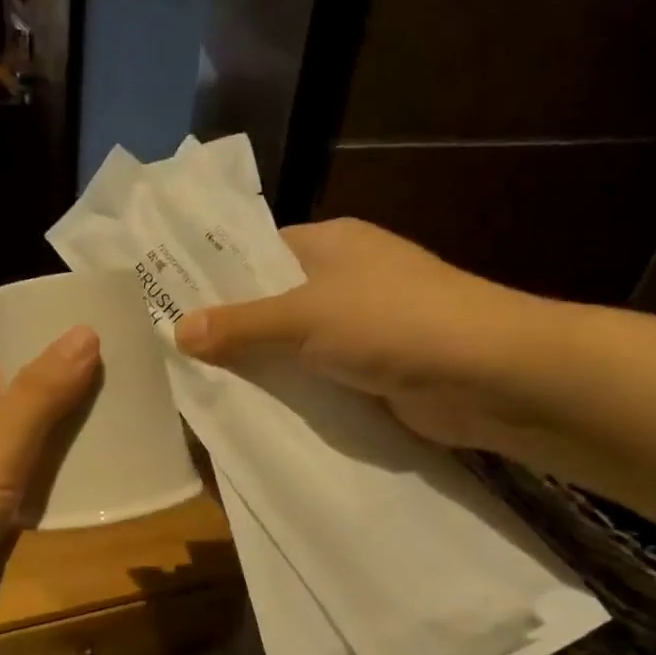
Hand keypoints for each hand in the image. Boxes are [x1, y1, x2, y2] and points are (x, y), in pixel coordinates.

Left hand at [0, 327, 101, 654]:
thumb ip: (41, 395)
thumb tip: (86, 331)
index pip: (7, 373)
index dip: (53, 363)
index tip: (110, 357)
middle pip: (23, 415)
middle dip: (71, 408)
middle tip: (134, 397)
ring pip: (32, 459)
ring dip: (71, 451)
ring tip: (131, 434)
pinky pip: (32, 498)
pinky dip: (62, 491)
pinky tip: (104, 486)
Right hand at [174, 218, 563, 448]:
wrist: (485, 373)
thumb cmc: (391, 321)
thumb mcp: (303, 317)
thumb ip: (240, 325)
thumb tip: (177, 330)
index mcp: (329, 242)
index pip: (257, 251)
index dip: (216, 277)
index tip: (170, 306)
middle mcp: (345, 278)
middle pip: (273, 301)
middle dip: (232, 330)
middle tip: (175, 356)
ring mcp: (363, 326)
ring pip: (295, 345)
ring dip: (262, 366)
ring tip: (200, 388)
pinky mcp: (374, 370)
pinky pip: (318, 378)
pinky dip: (293, 392)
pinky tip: (253, 411)